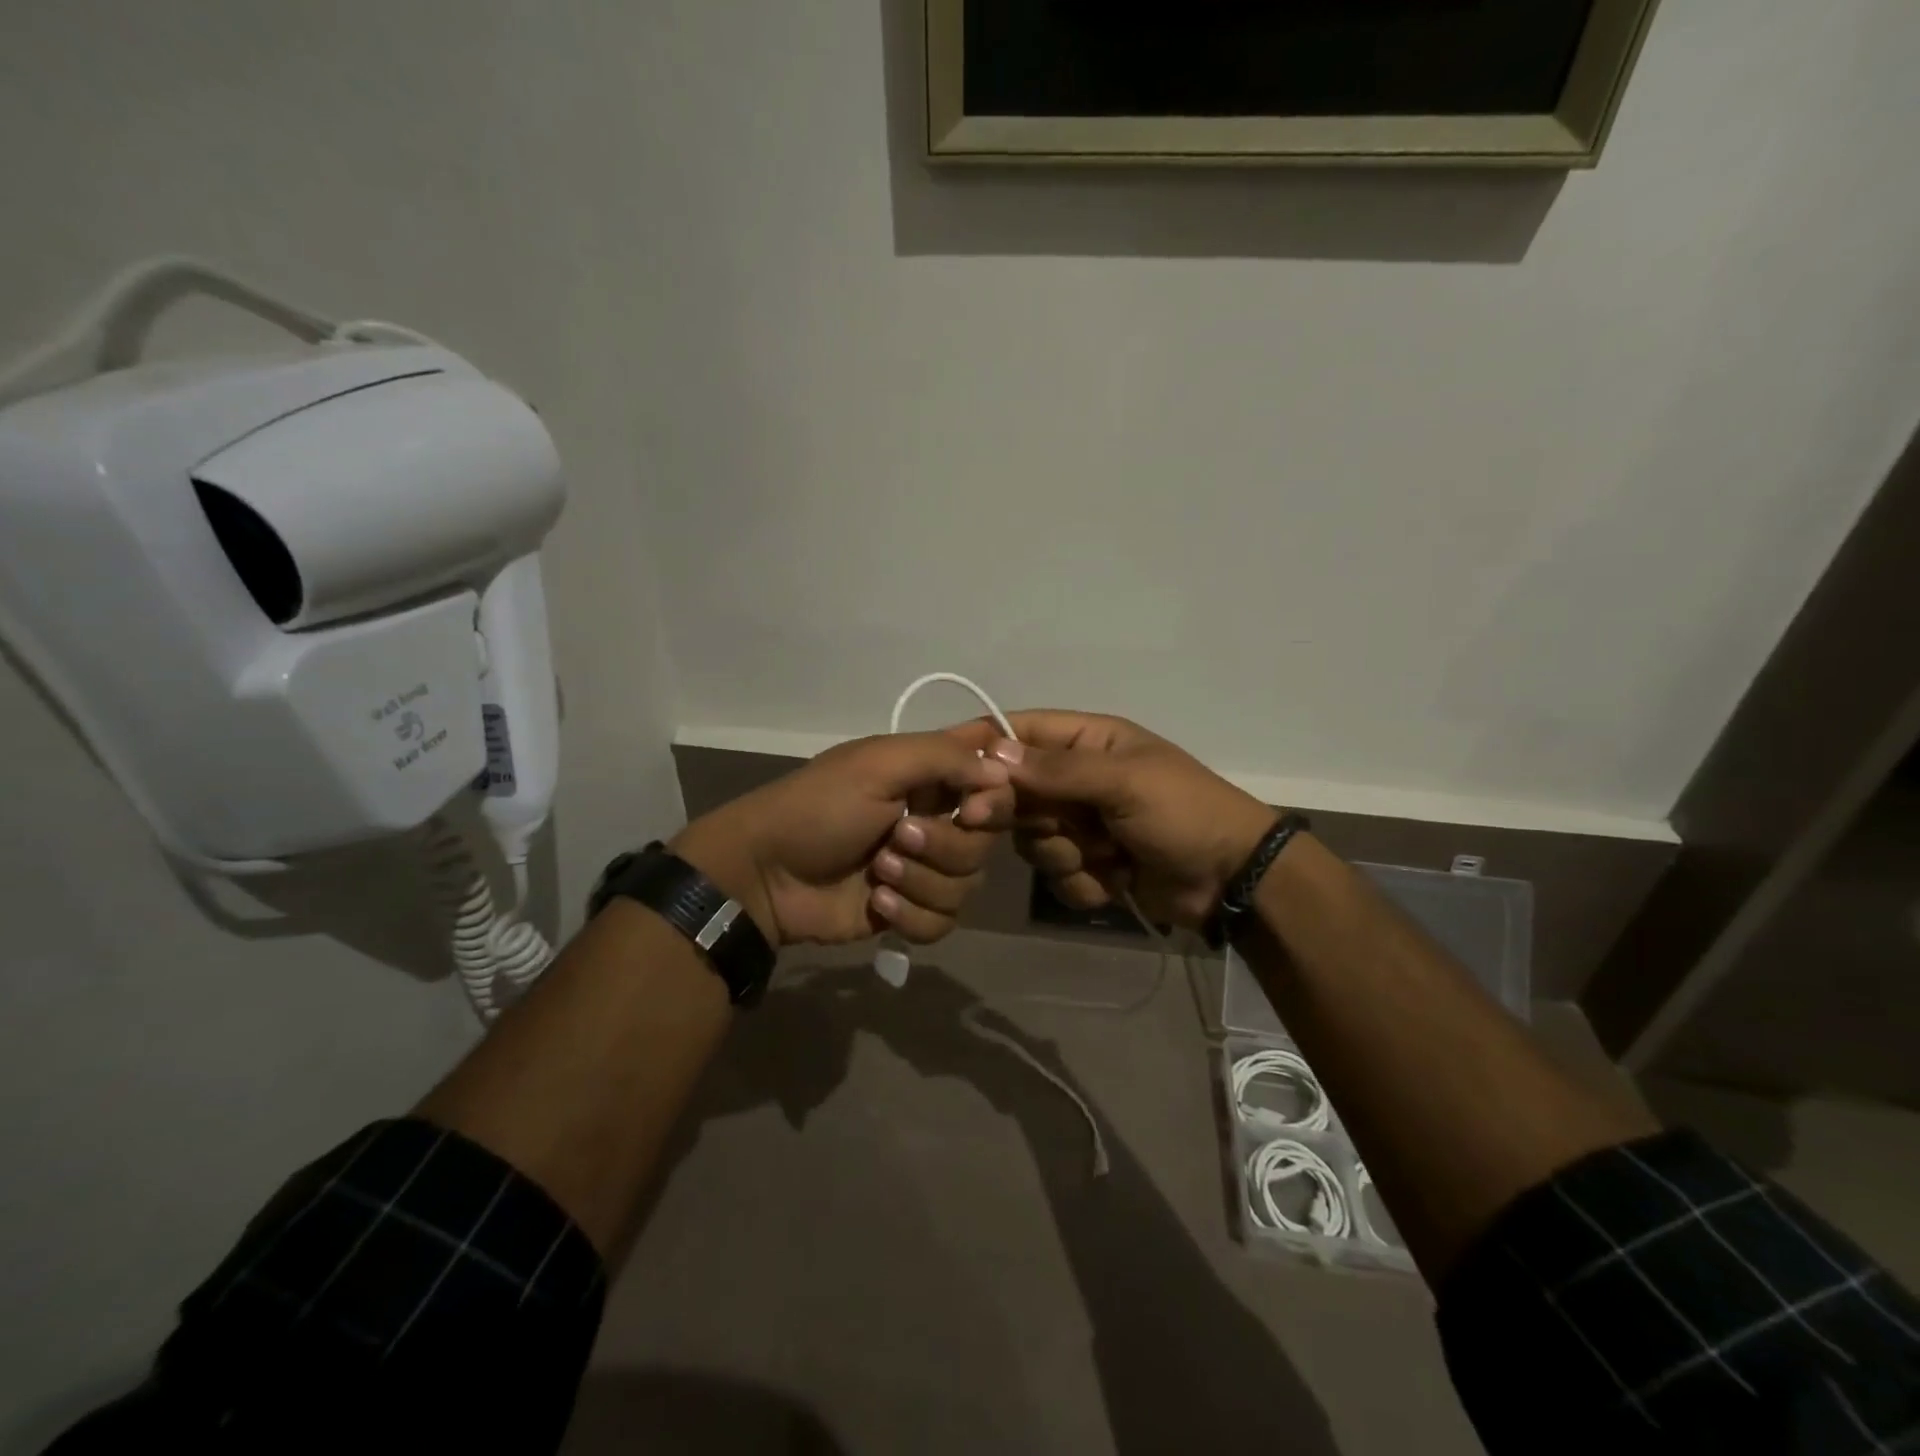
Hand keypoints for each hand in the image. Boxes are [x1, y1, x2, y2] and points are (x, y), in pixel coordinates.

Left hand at [672, 723, 1013, 947]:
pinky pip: (945, 922)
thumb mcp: (878, 764)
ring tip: (876, 873)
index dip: (997, 797)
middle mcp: (935, 818)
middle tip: (897, 838)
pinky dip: (912, 915)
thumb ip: (945, 756)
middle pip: (985, 840)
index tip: (974, 809)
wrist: (766, 876)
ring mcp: (924, 869)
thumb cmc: (819, 808)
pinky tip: (877, 903)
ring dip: (921, 881)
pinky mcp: (911, 911)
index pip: (993, 779)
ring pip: (968, 885)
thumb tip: (1003, 772)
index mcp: (929, 776)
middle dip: (944, 845)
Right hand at [989, 711, 1278, 931]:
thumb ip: (1058, 770)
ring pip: (1033, 839)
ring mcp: (1082, 824)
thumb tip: (993, 754)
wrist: (1232, 879)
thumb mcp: (1125, 782)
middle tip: (1016, 824)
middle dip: (1024, 814)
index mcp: (1088, 742)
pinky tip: (1116, 879)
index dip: (983, 745)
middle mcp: (1078, 779)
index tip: (948, 767)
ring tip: (1106, 854)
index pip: (1021, 732)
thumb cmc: (1183, 812)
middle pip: (1017, 792)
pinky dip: (1083, 882)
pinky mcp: (1089, 864)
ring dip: (1064, 853)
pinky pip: (1057, 875)